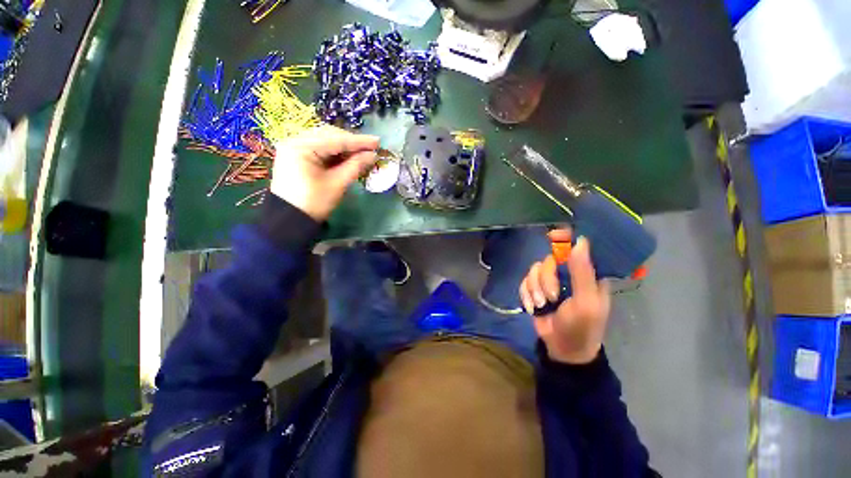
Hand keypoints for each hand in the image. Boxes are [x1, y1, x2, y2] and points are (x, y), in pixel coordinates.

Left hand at [270, 125, 379, 220]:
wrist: (291, 220)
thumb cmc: (315, 203)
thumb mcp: (337, 183)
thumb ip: (356, 165)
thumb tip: (373, 155)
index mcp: (301, 147)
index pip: (336, 140)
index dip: (359, 141)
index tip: (377, 142)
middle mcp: (295, 141)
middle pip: (329, 136)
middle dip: (352, 142)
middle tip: (371, 147)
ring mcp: (294, 147)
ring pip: (325, 141)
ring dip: (344, 146)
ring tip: (362, 152)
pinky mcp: (297, 155)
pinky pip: (320, 148)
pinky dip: (335, 152)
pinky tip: (348, 156)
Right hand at [519, 230, 610, 363]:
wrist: (562, 349)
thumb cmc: (581, 327)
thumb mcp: (586, 302)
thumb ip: (583, 273)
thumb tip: (580, 242)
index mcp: (587, 274)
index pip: (578, 248)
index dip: (566, 239)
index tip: (554, 236)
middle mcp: (568, 273)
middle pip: (550, 259)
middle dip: (546, 279)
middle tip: (551, 297)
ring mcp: (550, 281)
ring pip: (535, 269)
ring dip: (535, 289)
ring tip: (542, 305)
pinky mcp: (535, 289)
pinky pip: (525, 280)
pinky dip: (526, 294)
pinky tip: (533, 306)